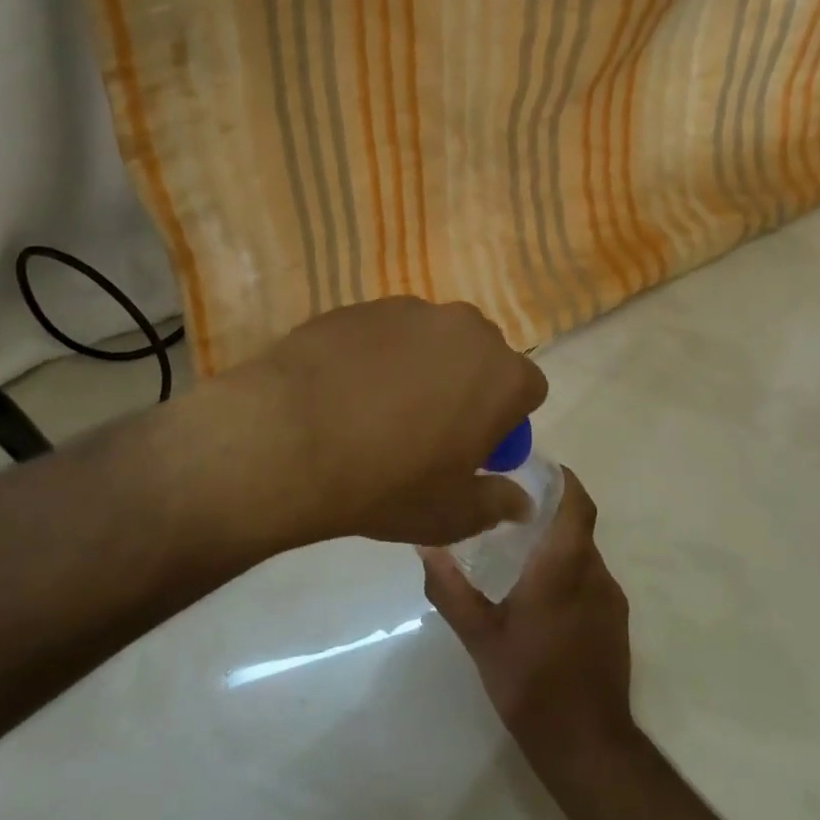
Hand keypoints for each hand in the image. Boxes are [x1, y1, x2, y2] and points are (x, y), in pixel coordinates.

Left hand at [213, 297, 546, 548]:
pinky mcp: (360, 305)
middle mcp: (465, 328)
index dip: (505, 422)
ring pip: (432, 339)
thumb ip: (497, 504)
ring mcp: (409, 310)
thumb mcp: (450, 514)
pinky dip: (378, 354)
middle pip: (482, 356)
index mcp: (502, 375)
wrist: (291, 438)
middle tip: (431, 428)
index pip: (528, 390)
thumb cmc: (387, 483)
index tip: (475, 449)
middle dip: (468, 386)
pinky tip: (345, 388)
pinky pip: (385, 332)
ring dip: (423, 366)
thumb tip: (521, 502)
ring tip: (379, 407)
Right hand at [419, 469, 634, 761]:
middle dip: (549, 510)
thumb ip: (450, 588)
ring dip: (558, 543)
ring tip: (519, 550)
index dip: (563, 479)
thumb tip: (425, 545)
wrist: (587, 745)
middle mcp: (594, 573)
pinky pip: (591, 578)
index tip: (535, 467)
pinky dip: (568, 570)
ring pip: (584, 553)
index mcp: (563, 567)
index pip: (576, 503)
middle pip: (577, 524)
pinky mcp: (616, 621)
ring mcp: (610, 598)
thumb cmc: (530, 683)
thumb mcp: (479, 637)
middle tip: (509, 507)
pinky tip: (540, 593)